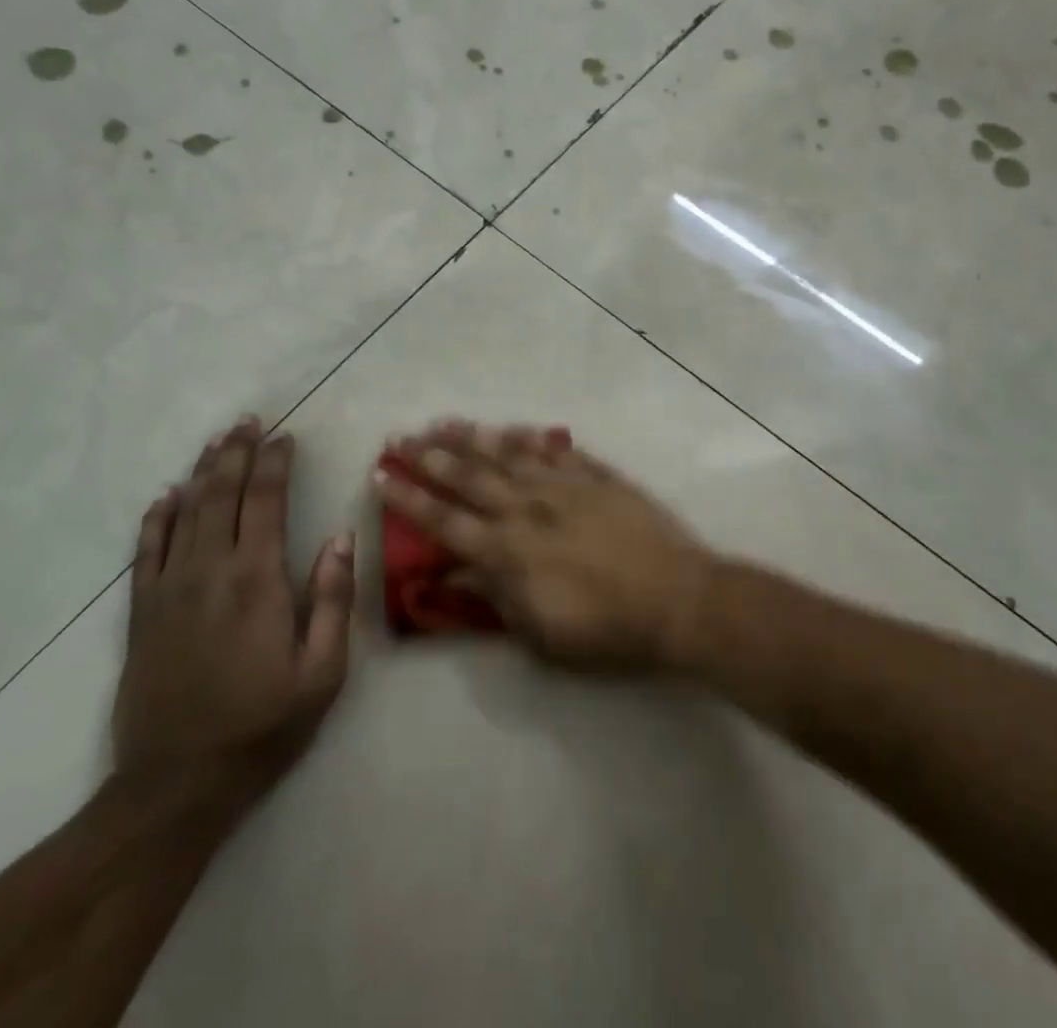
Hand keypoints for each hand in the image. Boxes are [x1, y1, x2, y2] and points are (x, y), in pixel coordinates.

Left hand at [113, 417, 354, 802]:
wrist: (177, 786)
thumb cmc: (262, 727)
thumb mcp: (322, 672)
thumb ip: (332, 599)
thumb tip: (339, 537)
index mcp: (257, 580)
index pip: (265, 501)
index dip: (275, 463)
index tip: (285, 437)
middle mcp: (209, 571)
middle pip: (220, 494)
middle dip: (236, 453)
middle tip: (248, 422)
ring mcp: (168, 590)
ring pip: (183, 513)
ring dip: (201, 472)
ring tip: (216, 442)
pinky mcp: (142, 614)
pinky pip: (145, 551)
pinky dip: (156, 518)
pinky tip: (165, 497)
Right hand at [371, 421, 714, 671]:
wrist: (677, 600)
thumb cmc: (607, 631)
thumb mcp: (540, 635)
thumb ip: (494, 599)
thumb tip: (454, 573)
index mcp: (507, 552)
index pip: (443, 521)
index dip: (408, 499)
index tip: (380, 476)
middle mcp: (527, 509)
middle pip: (467, 476)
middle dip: (428, 456)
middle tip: (398, 437)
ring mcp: (563, 487)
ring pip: (507, 454)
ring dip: (471, 438)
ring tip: (442, 422)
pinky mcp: (596, 477)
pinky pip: (555, 450)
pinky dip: (530, 438)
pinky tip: (512, 427)